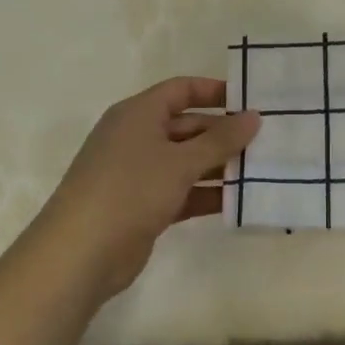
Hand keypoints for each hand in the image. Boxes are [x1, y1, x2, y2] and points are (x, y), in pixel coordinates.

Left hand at [39, 77, 260, 300]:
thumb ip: (220, 140)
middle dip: (223, 134)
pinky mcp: (142, 206)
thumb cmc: (130, 190)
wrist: (79, 254)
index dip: (214, 91)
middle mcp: (136, 137)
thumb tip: (254, 117)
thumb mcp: (180, 161)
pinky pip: (181, 190)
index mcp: (138, 113)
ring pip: (186, 161)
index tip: (250, 101)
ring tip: (259, 171)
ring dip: (218, 166)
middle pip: (187, 126)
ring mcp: (138, 173)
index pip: (181, 90)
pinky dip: (205, 194)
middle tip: (265, 142)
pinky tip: (237, 202)